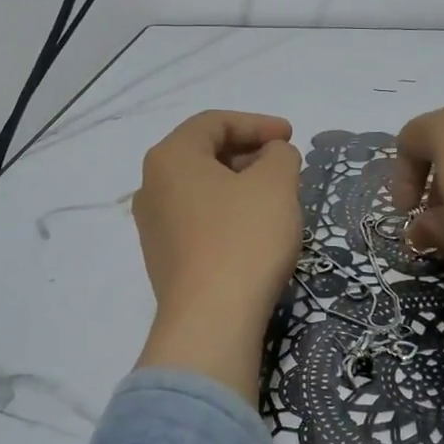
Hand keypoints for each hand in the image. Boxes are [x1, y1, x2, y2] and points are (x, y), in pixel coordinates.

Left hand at [132, 111, 303, 401]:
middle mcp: (151, 186)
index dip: (257, 123)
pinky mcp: (163, 259)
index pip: (214, 123)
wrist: (212, 321)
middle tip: (285, 165)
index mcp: (170, 157)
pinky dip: (226, 213)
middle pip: (203, 154)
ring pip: (201, 189)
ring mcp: (153, 226)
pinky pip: (197, 220)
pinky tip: (253, 230)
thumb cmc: (244, 239)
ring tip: (275, 197)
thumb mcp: (275, 184)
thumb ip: (279, 155)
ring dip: (239, 184)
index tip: (292, 137)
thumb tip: (272, 155)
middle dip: (248, 153)